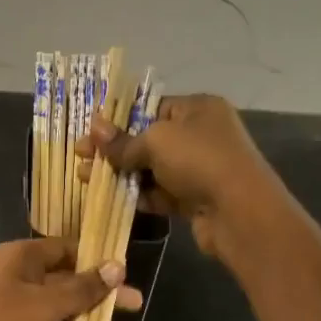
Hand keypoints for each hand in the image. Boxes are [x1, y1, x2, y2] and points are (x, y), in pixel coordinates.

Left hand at [0, 238, 143, 320]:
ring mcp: (9, 309)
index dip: (96, 257)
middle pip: (65, 279)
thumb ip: (82, 288)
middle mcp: (15, 277)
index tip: (127, 270)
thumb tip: (116, 266)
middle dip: (99, 294)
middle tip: (136, 305)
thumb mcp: (44, 306)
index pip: (66, 247)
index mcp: (20, 257)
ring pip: (57, 310)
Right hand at [79, 94, 291, 265]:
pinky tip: (109, 197)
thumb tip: (94, 129)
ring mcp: (199, 169)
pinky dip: (138, 195)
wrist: (240, 213)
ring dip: (121, 173)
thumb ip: (123, 141)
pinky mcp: (195, 199)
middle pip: (149, 139)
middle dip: (114, 149)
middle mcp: (201, 135)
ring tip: (84, 178)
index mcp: (198, 108)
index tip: (90, 130)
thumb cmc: (200, 161)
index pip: (152, 107)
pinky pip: (160, 193)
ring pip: (152, 168)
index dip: (119, 118)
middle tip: (80, 156)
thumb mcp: (156, 142)